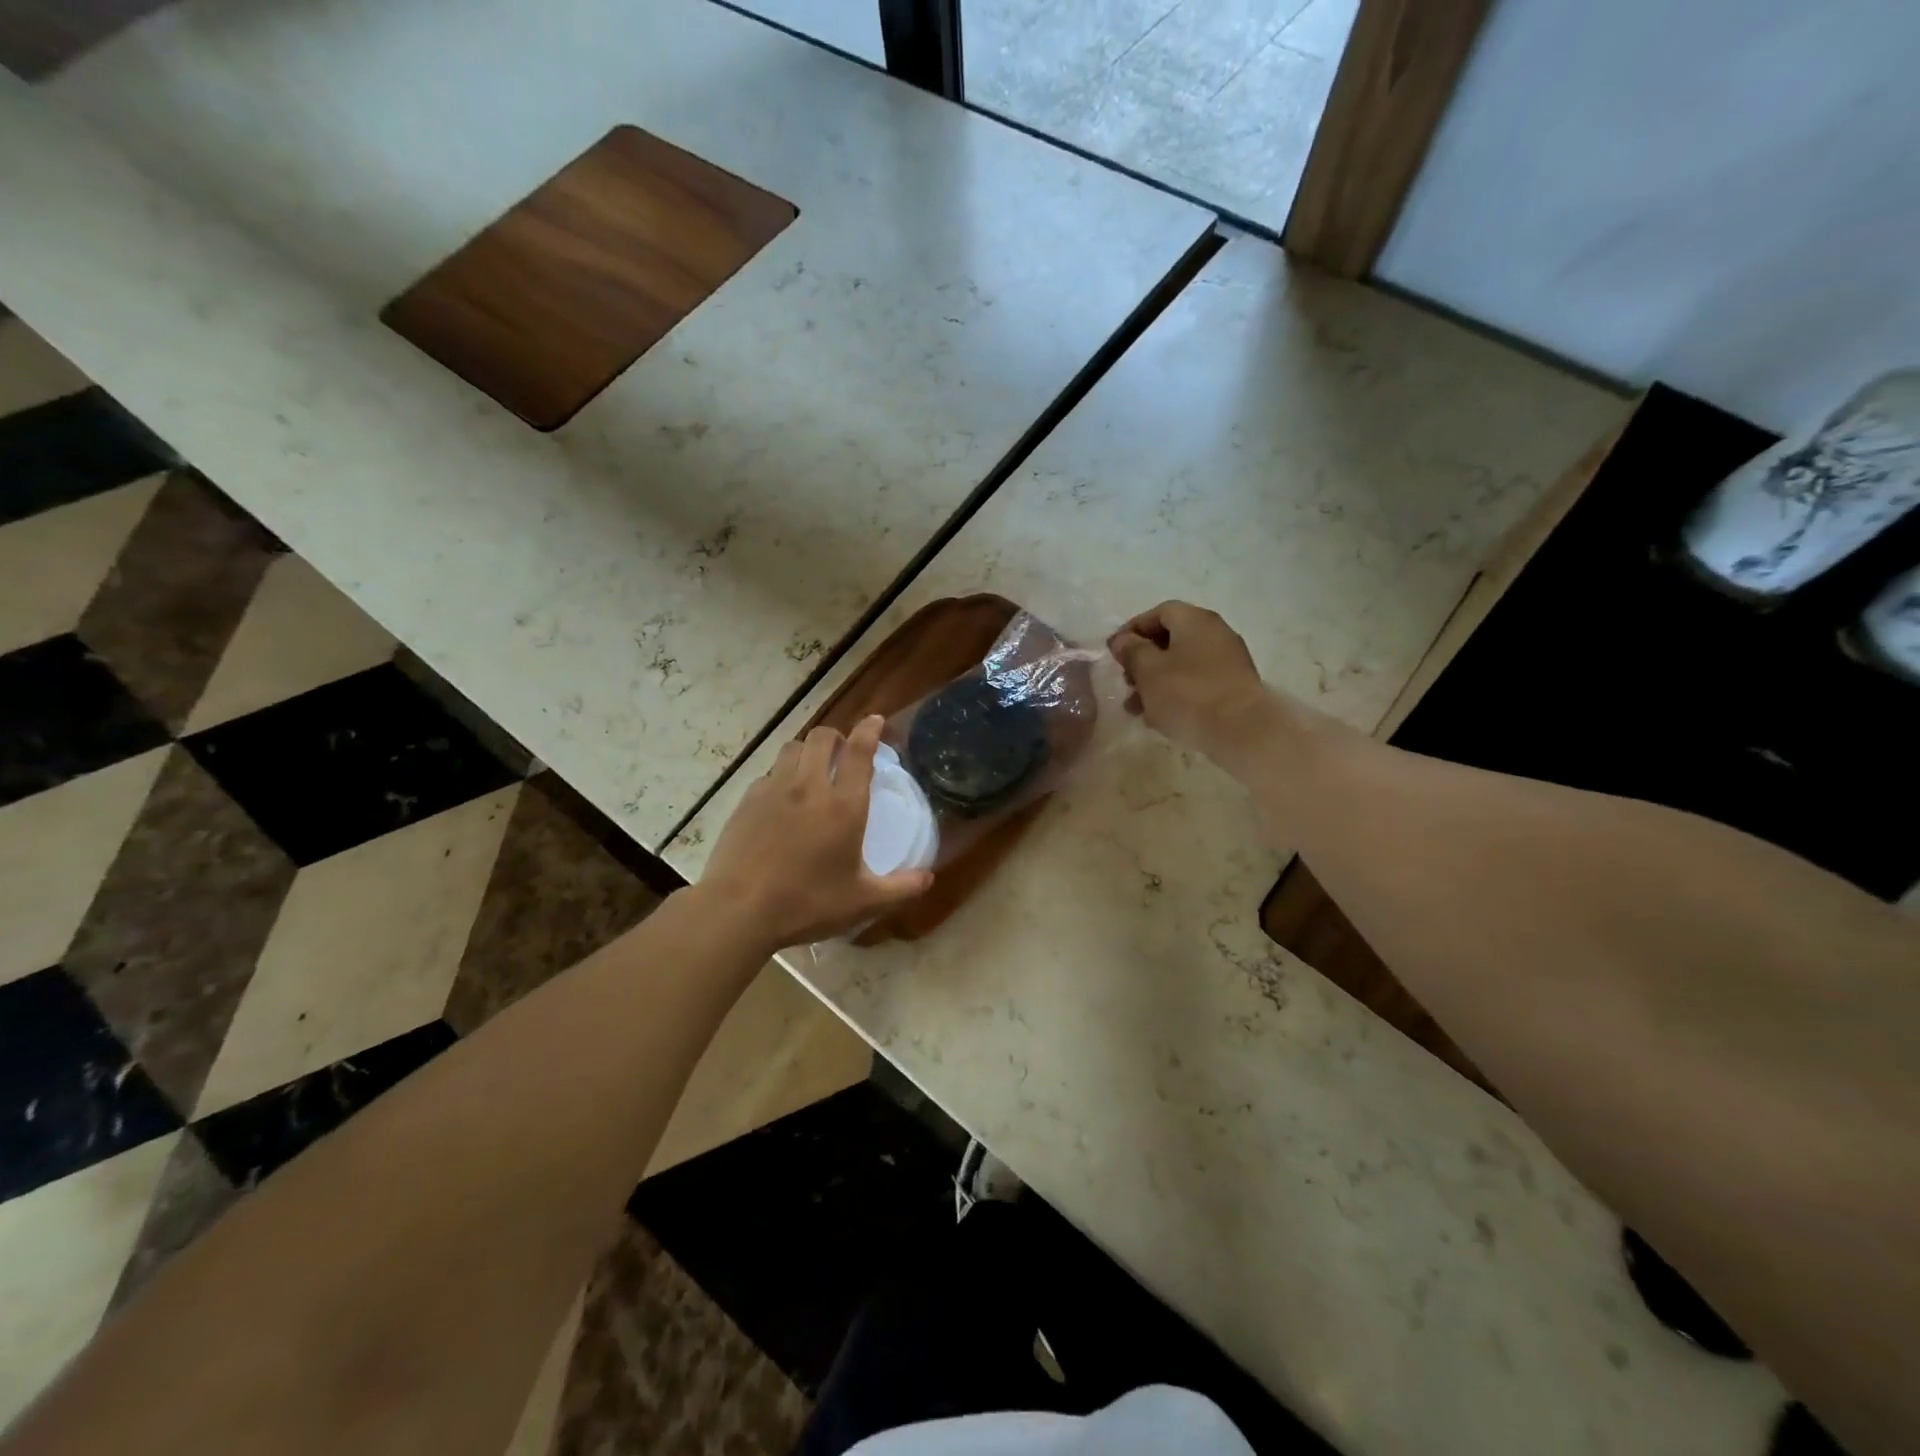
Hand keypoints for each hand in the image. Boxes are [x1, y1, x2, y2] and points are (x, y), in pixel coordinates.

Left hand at [696, 715, 933, 950]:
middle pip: (823, 738)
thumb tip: (928, 878)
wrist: (740, 910)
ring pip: (792, 748)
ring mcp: (774, 790)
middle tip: (844, 751)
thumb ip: (900, 888)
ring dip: (807, 750)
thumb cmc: (808, 904)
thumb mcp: (863, 903)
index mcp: (844, 806)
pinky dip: (781, 774)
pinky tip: (782, 797)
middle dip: (837, 736)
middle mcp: (810, 787)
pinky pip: (769, 772)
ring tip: (812, 767)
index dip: (870, 730)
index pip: (860, 751)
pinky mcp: (747, 801)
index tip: (875, 720)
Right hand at [1108, 601, 1273, 766]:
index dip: (1133, 629)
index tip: (1114, 652)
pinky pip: (1197, 683)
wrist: (1242, 732)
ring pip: (1182, 665)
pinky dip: (1176, 694)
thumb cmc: (1188, 695)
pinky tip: (1160, 718)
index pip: (1159, 612)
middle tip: (1125, 681)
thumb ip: (1131, 651)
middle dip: (1143, 660)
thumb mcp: (1148, 670)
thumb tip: (1122, 640)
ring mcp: (1228, 661)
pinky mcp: (1234, 688)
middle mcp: (1216, 633)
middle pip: (1171, 639)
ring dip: (1155, 682)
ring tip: (1136, 708)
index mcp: (1195, 621)